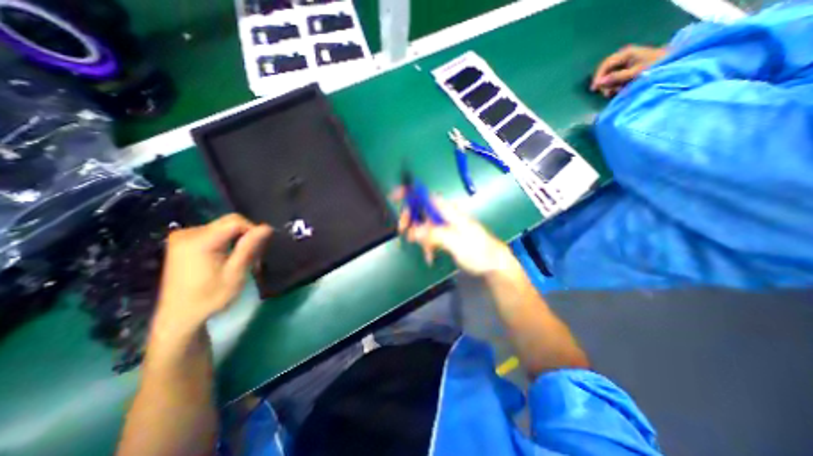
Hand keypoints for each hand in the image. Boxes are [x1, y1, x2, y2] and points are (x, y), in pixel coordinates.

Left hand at [152, 214, 273, 338]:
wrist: (179, 317)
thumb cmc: (210, 297)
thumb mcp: (235, 274)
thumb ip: (250, 248)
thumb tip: (267, 227)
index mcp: (200, 241)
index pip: (236, 221)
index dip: (254, 230)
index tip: (261, 248)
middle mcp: (188, 233)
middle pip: (229, 222)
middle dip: (246, 235)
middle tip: (254, 256)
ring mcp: (183, 237)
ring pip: (223, 227)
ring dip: (238, 239)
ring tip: (242, 259)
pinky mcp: (183, 242)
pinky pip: (214, 232)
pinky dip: (227, 241)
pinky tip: (228, 257)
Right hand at [395, 193, 512, 275]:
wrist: (492, 264)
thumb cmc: (477, 250)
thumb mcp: (456, 242)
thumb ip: (435, 235)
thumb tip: (413, 231)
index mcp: (448, 211)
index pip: (426, 195)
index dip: (410, 193)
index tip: (394, 196)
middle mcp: (445, 215)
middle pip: (420, 210)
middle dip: (410, 220)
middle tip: (404, 232)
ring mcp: (444, 225)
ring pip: (423, 225)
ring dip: (419, 237)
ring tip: (426, 252)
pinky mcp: (445, 236)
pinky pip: (429, 236)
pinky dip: (427, 245)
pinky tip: (430, 256)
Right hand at [592, 45, 667, 95]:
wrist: (676, 65)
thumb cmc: (656, 67)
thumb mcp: (636, 73)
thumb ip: (616, 78)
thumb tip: (598, 83)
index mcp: (626, 54)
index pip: (605, 65)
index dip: (598, 77)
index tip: (594, 89)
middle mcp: (624, 57)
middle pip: (605, 71)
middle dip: (604, 83)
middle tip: (608, 93)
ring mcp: (626, 63)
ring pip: (609, 76)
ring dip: (609, 86)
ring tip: (615, 92)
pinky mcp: (627, 70)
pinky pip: (614, 79)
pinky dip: (614, 86)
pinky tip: (618, 90)